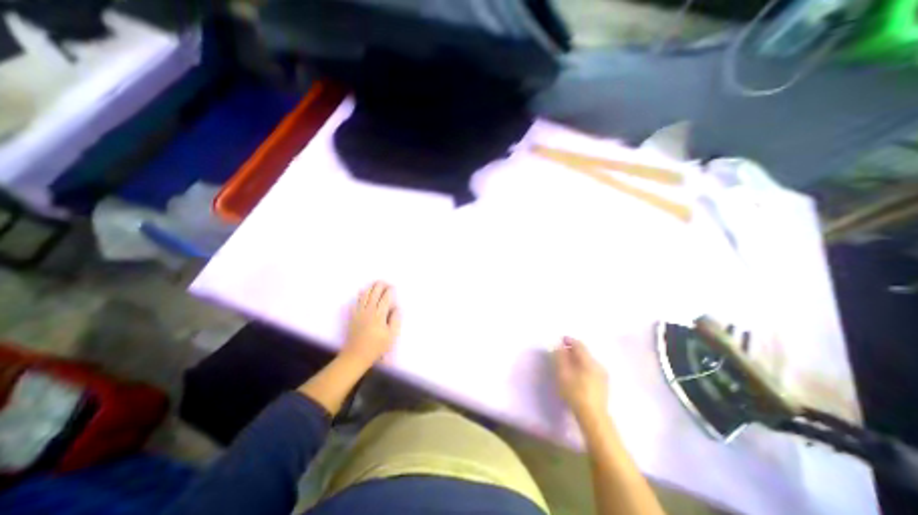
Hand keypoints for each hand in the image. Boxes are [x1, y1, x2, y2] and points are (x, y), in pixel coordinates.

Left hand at [339, 282, 402, 364]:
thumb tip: (396, 308)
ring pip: (365, 295)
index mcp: (379, 315)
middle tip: (385, 282)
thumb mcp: (391, 335)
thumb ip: (395, 320)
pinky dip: (360, 295)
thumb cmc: (376, 347)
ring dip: (371, 288)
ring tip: (375, 284)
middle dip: (380, 286)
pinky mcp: (353, 316)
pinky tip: (362, 292)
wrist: (356, 355)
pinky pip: (356, 302)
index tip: (393, 287)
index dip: (389, 291)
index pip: (385, 298)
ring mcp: (359, 313)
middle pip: (374, 293)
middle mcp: (369, 310)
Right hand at [552, 338, 606, 422]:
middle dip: (573, 350)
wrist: (593, 416)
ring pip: (588, 361)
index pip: (579, 345)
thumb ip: (560, 358)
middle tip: (562, 351)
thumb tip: (559, 347)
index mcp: (589, 361)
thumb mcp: (563, 373)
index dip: (569, 340)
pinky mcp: (603, 384)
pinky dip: (583, 366)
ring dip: (578, 359)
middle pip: (585, 352)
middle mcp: (598, 365)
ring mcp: (603, 375)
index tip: (561, 339)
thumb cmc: (575, 392)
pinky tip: (576, 373)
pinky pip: (591, 369)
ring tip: (568, 363)